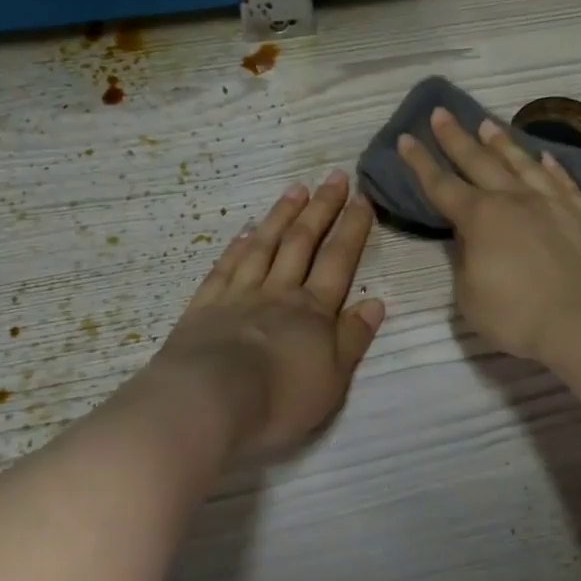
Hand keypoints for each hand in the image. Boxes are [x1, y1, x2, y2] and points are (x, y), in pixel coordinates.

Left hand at [154, 171, 384, 459]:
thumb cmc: (280, 399)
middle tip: (334, 177)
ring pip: (264, 246)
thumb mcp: (333, 379)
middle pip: (302, 242)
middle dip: (321, 208)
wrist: (209, 403)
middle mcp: (278, 292)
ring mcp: (238, 295)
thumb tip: (375, 301)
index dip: (352, 228)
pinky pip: (225, 267)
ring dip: (282, 216)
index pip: (339, 260)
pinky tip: (245, 231)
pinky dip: (237, 247)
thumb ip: (354, 338)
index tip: (362, 198)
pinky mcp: (205, 306)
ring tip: (296, 190)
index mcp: (313, 311)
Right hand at [397, 108, 580, 362]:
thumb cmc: (519, 317)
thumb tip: (471, 240)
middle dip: (455, 137)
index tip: (405, 139)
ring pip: (521, 163)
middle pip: (478, 161)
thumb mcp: (470, 297)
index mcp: (480, 219)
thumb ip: (466, 262)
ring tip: (487, 124)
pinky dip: (550, 166)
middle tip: (440, 113)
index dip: (420, 163)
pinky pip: (562, 181)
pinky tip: (544, 157)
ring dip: (501, 143)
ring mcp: (553, 202)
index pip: (441, 185)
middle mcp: (514, 200)